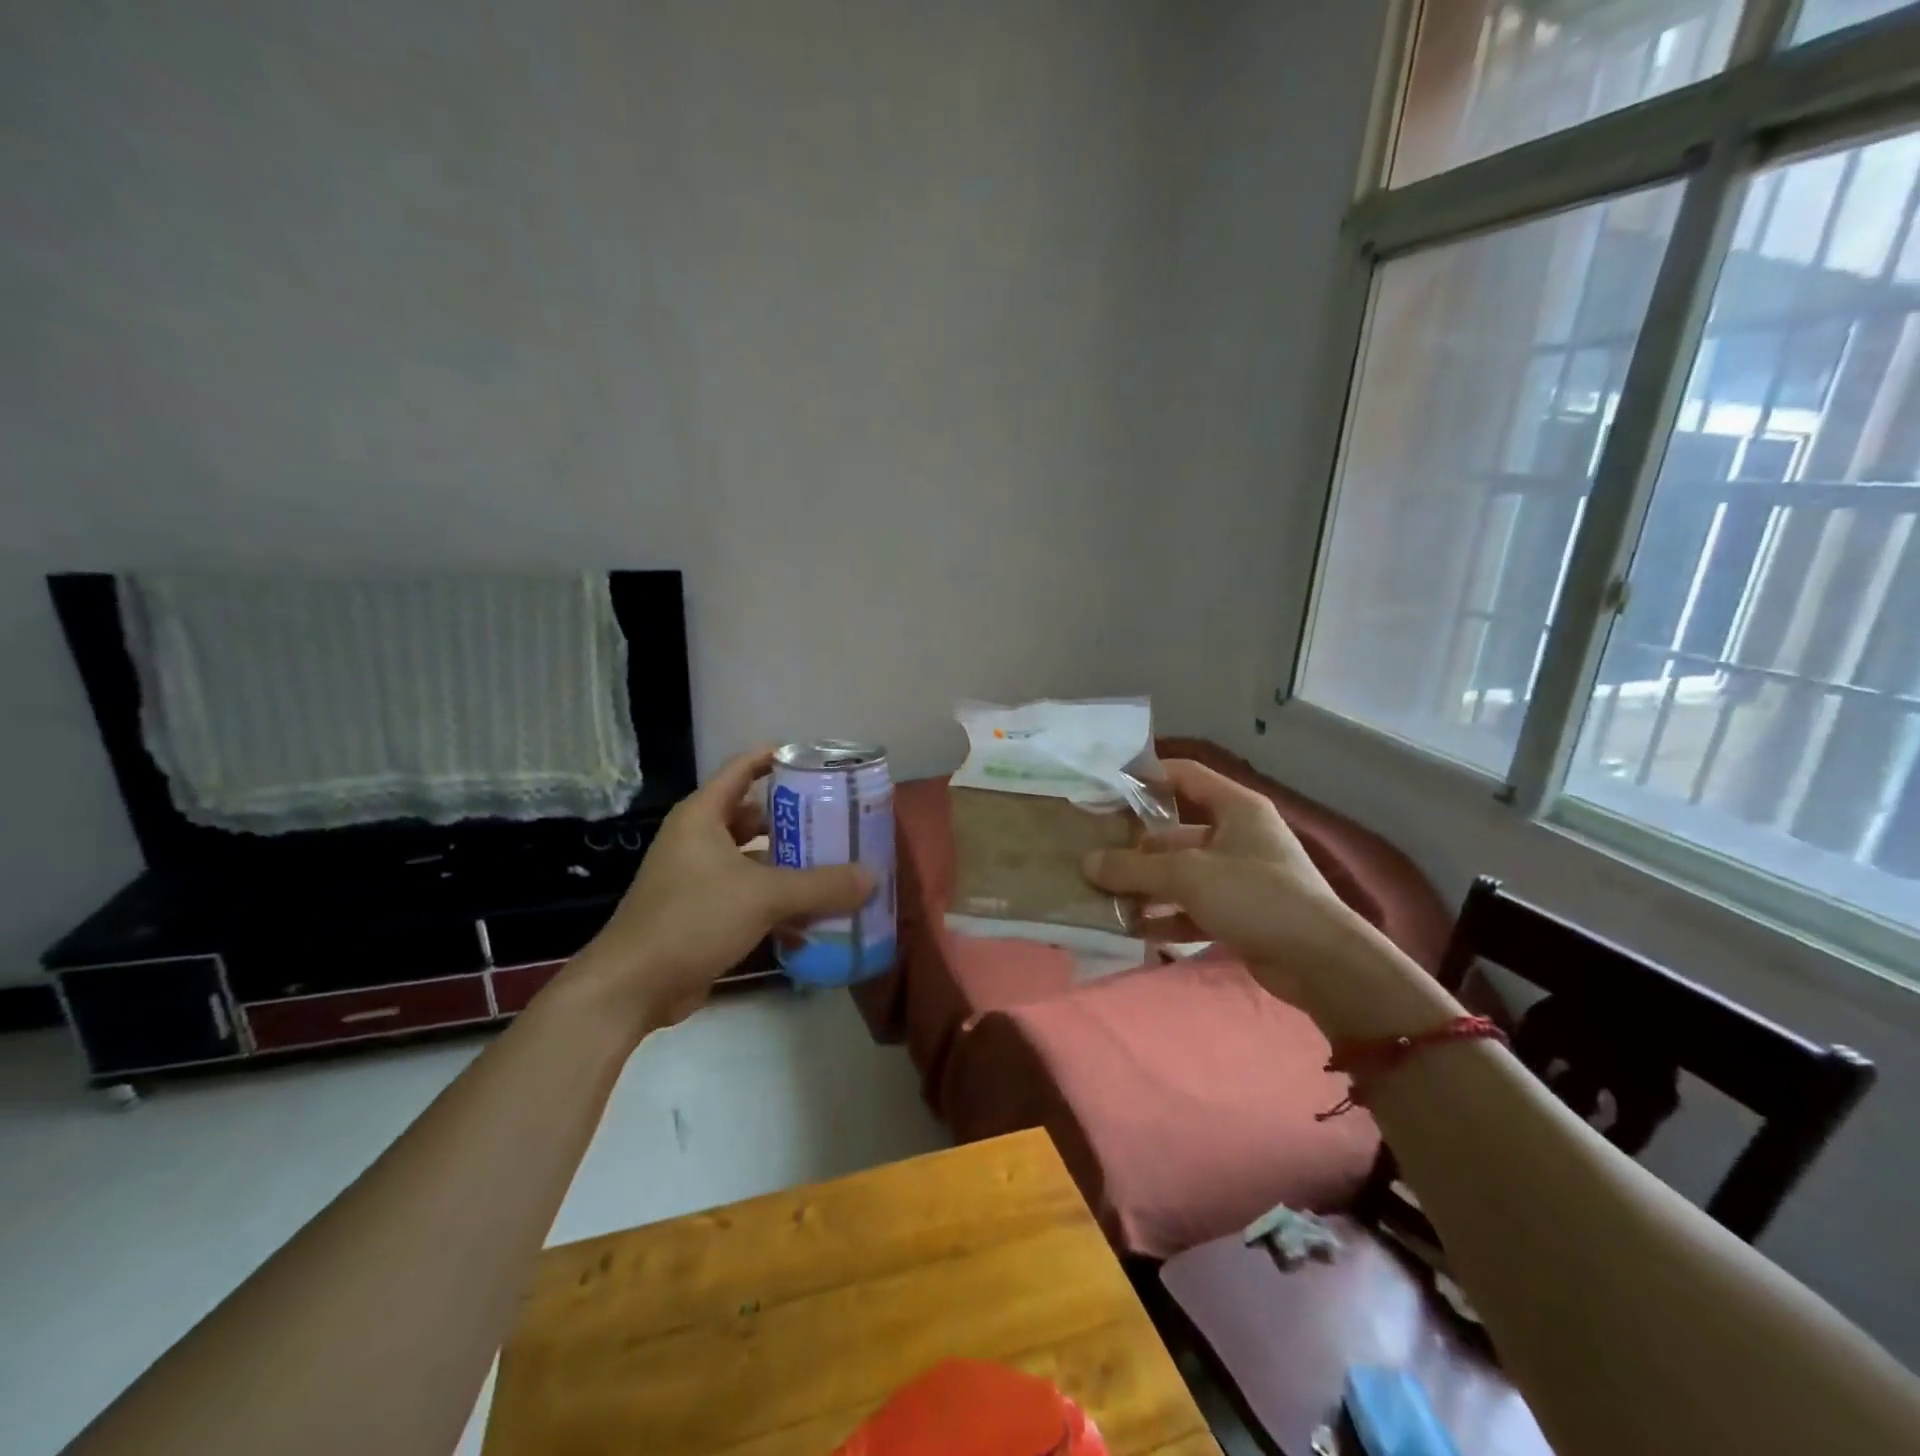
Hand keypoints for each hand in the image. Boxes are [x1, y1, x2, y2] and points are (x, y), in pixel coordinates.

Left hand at [575, 747, 873, 1032]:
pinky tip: (813, 921)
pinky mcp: (703, 915)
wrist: (633, 988)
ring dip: (790, 867)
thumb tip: (871, 877)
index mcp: (703, 817)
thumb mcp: (763, 896)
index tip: (816, 761)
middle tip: (838, 821)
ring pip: (754, 860)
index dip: (775, 758)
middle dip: (795, 820)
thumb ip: (820, 885)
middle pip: (754, 817)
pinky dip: (778, 904)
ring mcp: (699, 879)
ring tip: (836, 868)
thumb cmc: (692, 919)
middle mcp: (699, 841)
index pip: (742, 769)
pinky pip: (749, 897)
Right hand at [1082, 759, 1380, 1009]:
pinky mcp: (1240, 914)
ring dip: (1147, 886)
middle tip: (1095, 857)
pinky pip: (1193, 908)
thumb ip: (1134, 868)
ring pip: (1182, 874)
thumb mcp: (1188, 876)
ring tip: (1106, 896)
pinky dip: (1166, 917)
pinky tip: (1134, 929)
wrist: (1321, 962)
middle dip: (1136, 848)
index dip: (1147, 777)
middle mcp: (1238, 836)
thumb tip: (1087, 862)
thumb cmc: (1256, 896)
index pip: (1185, 776)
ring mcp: (1240, 877)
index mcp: (1236, 808)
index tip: (1107, 788)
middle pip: (1176, 832)